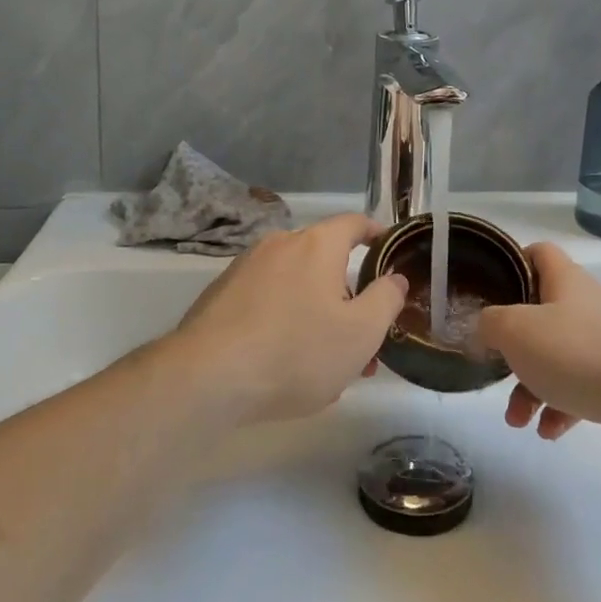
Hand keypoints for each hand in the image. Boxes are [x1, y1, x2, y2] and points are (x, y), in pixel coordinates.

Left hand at [167, 213, 407, 424]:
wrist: (206, 378)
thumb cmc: (296, 351)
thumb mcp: (361, 333)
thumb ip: (386, 300)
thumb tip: (395, 278)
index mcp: (316, 245)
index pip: (354, 223)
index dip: (376, 234)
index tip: (389, 250)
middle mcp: (279, 245)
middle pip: (325, 260)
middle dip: (348, 296)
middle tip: (363, 338)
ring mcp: (245, 269)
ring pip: (295, 285)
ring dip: (317, 314)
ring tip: (327, 364)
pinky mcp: (220, 296)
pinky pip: (266, 301)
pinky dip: (284, 321)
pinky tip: (285, 364)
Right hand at [476, 243, 600, 440]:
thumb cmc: (579, 352)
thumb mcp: (517, 331)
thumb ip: (490, 325)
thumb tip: (483, 329)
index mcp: (564, 281)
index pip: (538, 253)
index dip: (513, 263)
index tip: (492, 290)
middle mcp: (587, 304)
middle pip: (541, 314)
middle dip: (514, 348)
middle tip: (497, 371)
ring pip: (558, 356)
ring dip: (532, 387)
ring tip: (519, 421)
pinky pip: (582, 386)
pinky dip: (562, 406)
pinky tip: (550, 431)